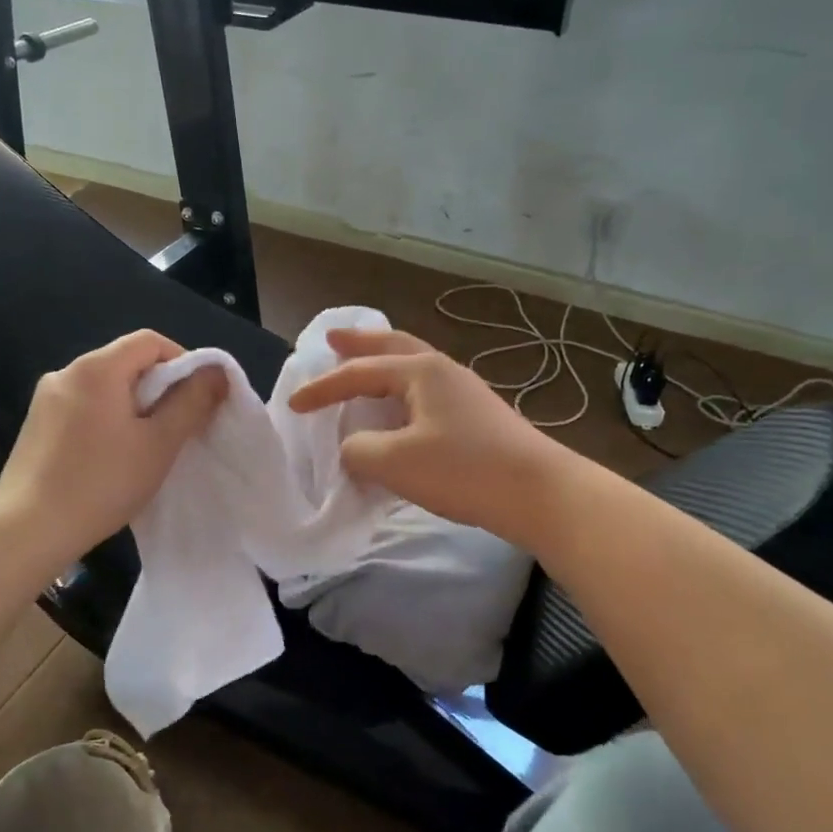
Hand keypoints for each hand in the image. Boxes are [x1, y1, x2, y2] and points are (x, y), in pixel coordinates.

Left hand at [0, 330, 227, 564]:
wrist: (28, 529)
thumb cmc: (102, 482)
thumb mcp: (159, 443)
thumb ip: (191, 402)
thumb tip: (216, 371)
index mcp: (97, 368)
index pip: (150, 342)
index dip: (183, 361)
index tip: (197, 399)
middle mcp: (66, 372)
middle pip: (126, 363)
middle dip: (159, 388)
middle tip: (177, 428)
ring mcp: (46, 400)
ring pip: (105, 389)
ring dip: (133, 407)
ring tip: (146, 447)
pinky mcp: (36, 426)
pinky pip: (84, 408)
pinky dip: (107, 421)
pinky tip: (112, 458)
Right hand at [288, 328, 570, 548]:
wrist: (539, 493)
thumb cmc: (463, 469)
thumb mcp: (395, 462)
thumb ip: (358, 450)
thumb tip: (353, 448)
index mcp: (421, 371)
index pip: (359, 372)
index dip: (322, 388)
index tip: (292, 405)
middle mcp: (443, 371)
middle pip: (394, 346)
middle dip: (360, 343)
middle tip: (333, 338)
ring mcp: (465, 393)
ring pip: (414, 368)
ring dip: (383, 365)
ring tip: (364, 368)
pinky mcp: (477, 417)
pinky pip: (426, 394)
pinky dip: (402, 393)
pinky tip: (400, 412)